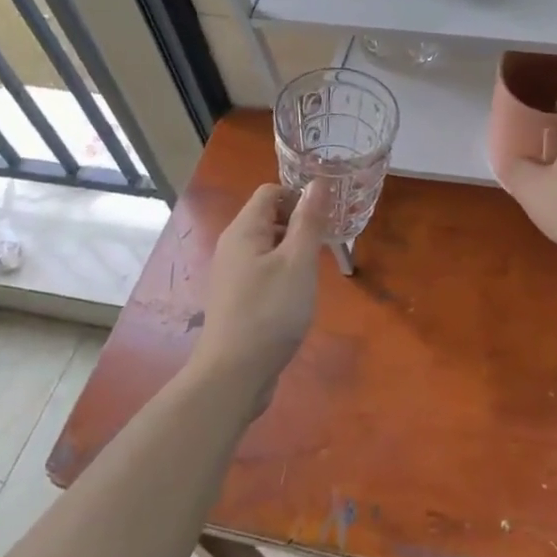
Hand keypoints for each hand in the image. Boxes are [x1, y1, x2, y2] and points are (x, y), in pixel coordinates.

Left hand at [193, 182, 328, 410]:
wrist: (233, 374)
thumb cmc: (270, 312)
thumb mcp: (298, 262)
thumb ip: (309, 221)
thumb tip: (318, 182)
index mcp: (244, 230)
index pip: (270, 192)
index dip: (299, 198)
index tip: (324, 220)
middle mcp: (233, 246)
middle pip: (269, 217)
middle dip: (299, 225)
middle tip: (324, 247)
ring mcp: (232, 274)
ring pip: (268, 246)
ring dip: (293, 251)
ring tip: (314, 273)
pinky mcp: (236, 298)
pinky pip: (263, 270)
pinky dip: (282, 273)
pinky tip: (296, 296)